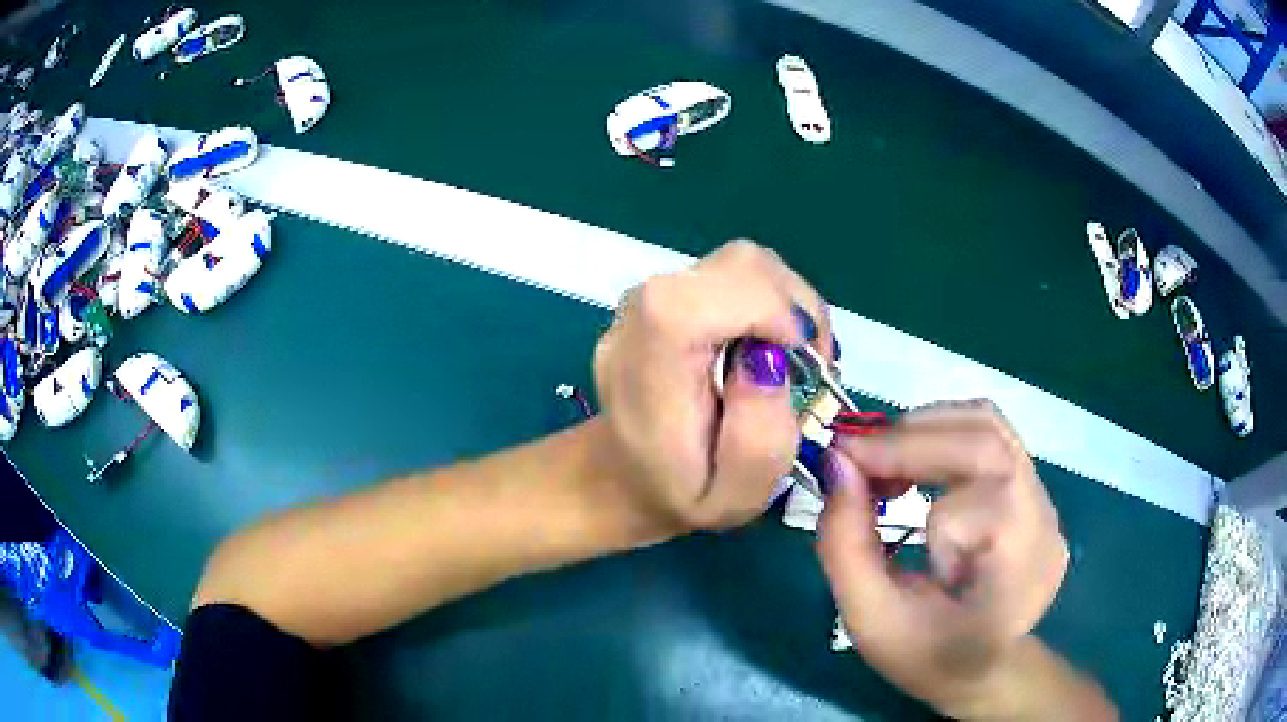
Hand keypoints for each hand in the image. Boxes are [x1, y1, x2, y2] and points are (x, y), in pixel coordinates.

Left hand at [592, 240, 829, 531]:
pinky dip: (771, 300)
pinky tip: (770, 343)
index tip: (799, 357)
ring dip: (788, 304)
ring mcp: (652, 296)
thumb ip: (758, 440)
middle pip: (735, 266)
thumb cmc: (681, 494)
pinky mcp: (669, 292)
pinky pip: (734, 274)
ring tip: (793, 358)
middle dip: (794, 308)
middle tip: (810, 365)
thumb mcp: (733, 498)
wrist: (625, 474)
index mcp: (647, 367)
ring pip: (742, 263)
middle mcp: (640, 316)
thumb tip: (770, 358)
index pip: (693, 300)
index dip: (763, 308)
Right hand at [815, 401, 1068, 716]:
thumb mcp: (869, 618)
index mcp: (1010, 572)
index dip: (904, 470)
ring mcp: (1046, 503)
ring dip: (928, 428)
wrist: (983, 669)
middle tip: (857, 458)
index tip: (844, 466)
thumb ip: (844, 543)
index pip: (964, 495)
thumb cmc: (926, 654)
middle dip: (911, 437)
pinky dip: (946, 436)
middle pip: (985, 440)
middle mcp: (1041, 525)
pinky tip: (918, 469)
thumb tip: (837, 461)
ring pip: (990, 425)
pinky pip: (994, 439)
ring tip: (887, 462)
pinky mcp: (1038, 492)